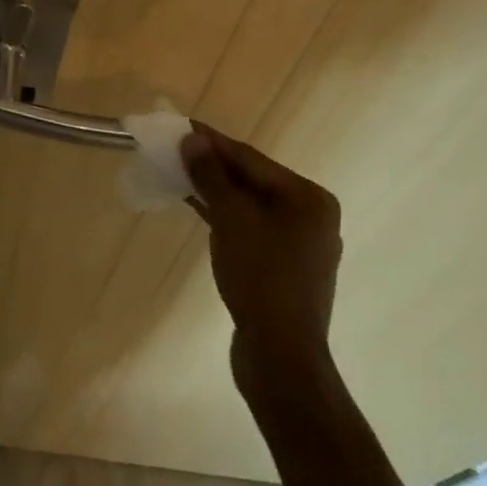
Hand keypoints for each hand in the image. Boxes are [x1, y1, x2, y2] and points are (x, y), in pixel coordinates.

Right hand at [182, 124, 342, 413]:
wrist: (280, 359)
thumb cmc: (261, 278)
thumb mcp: (231, 219)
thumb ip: (211, 175)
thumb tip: (192, 139)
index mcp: (309, 199)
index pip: (252, 160)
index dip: (214, 142)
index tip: (182, 126)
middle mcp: (311, 217)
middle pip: (252, 181)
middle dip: (213, 166)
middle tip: (175, 149)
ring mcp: (298, 246)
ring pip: (249, 206)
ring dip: (214, 190)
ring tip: (178, 172)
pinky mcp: (282, 269)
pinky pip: (249, 228)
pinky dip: (223, 216)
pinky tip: (195, 205)